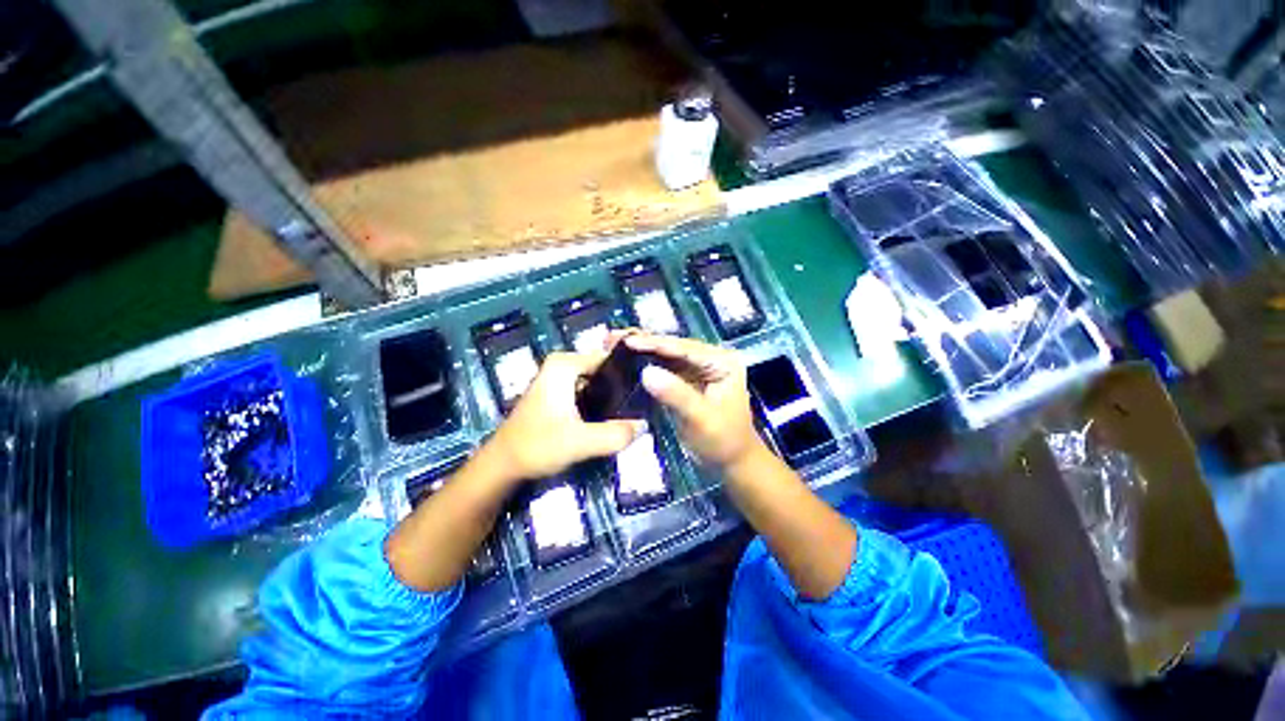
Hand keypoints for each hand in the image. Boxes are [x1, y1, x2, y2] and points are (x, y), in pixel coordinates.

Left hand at [487, 351, 643, 482]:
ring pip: (598, 383)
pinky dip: (601, 403)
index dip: (629, 374)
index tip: (647, 392)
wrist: (503, 466)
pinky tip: (612, 419)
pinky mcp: (559, 394)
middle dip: (622, 388)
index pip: (610, 359)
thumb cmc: (536, 447)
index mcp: (564, 364)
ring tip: (632, 414)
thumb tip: (644, 425)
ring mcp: (559, 379)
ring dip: (613, 398)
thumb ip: (615, 434)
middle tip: (642, 408)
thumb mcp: (579, 442)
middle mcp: (562, 365)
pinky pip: (590, 392)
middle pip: (605, 370)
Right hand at [615, 331, 761, 468]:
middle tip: (613, 337)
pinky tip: (627, 360)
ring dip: (641, 350)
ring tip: (614, 343)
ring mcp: (698, 369)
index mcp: (722, 362)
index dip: (655, 343)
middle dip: (644, 342)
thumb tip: (646, 372)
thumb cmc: (723, 441)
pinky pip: (664, 368)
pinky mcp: (687, 380)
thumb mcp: (701, 419)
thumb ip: (676, 395)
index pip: (685, 348)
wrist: (731, 462)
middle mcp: (710, 359)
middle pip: (673, 347)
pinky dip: (645, 364)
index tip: (627, 341)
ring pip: (666, 355)